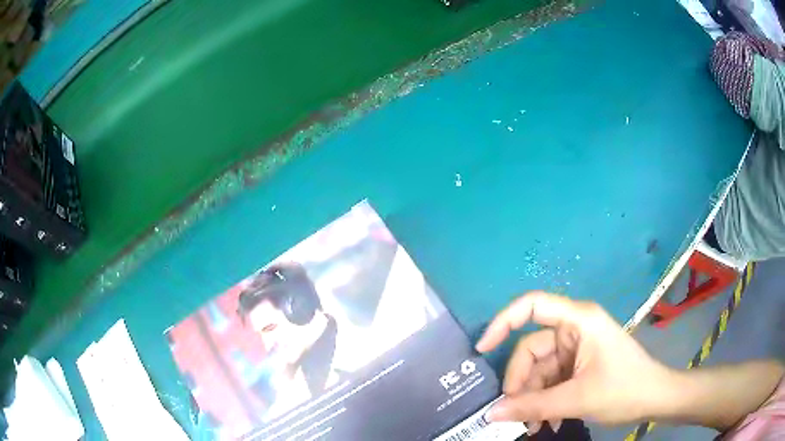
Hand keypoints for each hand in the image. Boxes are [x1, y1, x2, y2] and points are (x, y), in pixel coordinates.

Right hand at [476, 292, 673, 432]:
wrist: (655, 398)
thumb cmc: (624, 388)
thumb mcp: (578, 399)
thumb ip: (533, 406)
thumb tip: (491, 414)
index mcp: (579, 321)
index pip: (532, 306)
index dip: (503, 322)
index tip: (482, 350)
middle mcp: (574, 330)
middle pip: (531, 349)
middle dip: (521, 383)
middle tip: (516, 414)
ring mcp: (576, 349)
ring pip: (539, 370)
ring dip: (532, 398)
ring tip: (534, 426)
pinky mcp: (579, 365)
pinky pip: (550, 380)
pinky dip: (544, 401)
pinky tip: (548, 422)